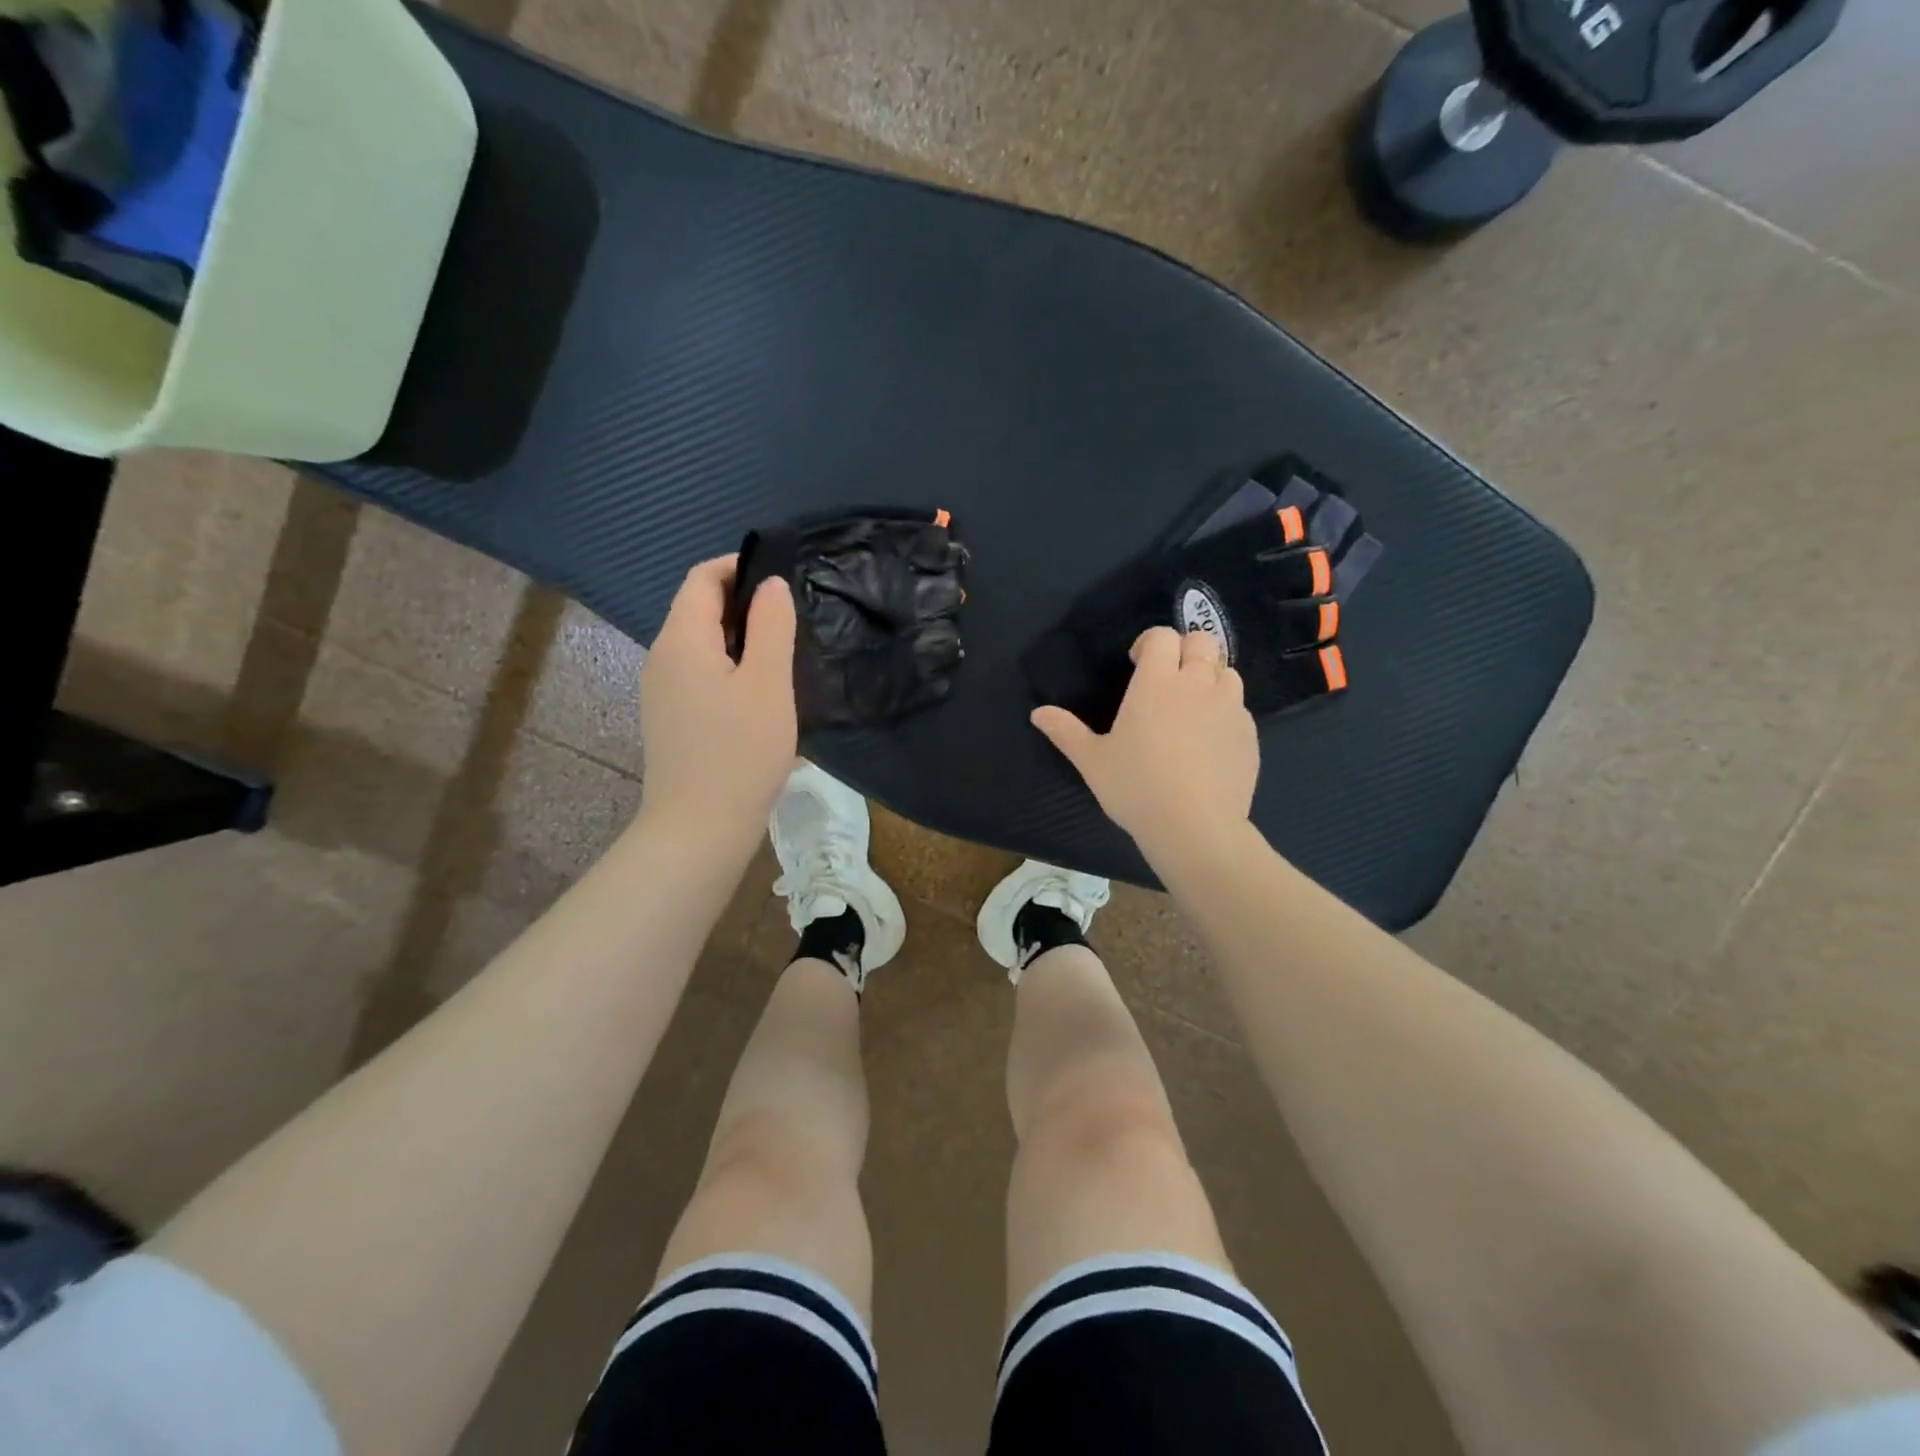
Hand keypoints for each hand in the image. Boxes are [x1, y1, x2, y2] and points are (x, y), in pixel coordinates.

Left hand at [637, 556, 796, 851]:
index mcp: (681, 640)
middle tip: (791, 620)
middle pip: (698, 610)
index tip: (782, 580)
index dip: (739, 568)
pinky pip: (700, 675)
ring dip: (739, 639)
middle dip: (743, 604)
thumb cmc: (740, 751)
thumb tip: (771, 585)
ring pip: (701, 645)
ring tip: (782, 656)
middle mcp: (661, 658)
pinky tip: (759, 696)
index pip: (701, 579)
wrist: (699, 828)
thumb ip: (771, 626)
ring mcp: (662, 691)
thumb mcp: (768, 683)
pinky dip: (729, 668)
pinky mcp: (670, 719)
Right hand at [1032, 627, 1258, 865]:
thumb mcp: (1092, 761)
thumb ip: (1066, 731)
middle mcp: (1198, 684)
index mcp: (1157, 683)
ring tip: (1191, 706)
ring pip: (1227, 672)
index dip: (1150, 642)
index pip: (1162, 636)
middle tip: (1167, 679)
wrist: (1195, 827)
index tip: (1137, 663)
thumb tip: (1038, 713)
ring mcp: (1229, 708)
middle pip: (1203, 641)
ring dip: (1209, 677)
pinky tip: (1208, 740)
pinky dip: (1224, 711)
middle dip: (1185, 650)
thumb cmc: (1136, 788)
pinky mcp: (1249, 734)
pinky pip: (1239, 708)